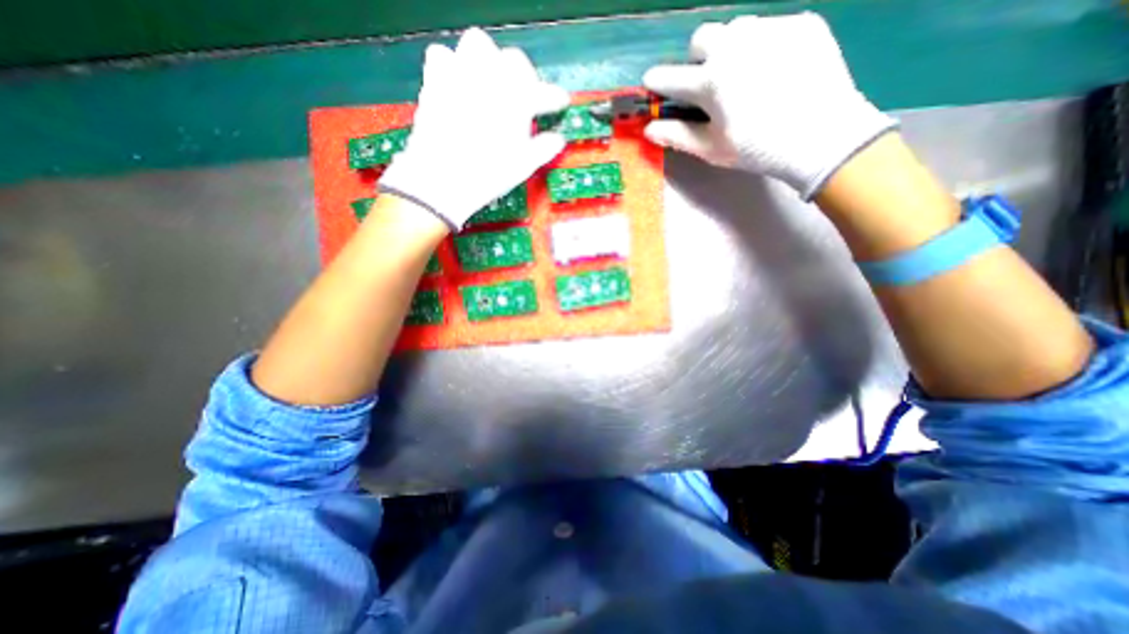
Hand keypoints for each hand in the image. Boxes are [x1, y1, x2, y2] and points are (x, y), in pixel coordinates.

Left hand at [382, 28, 573, 229]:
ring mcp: (460, 75)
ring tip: (491, 84)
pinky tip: (458, 84)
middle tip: (523, 97)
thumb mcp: (522, 166)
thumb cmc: (487, 175)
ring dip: (489, 61)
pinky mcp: (435, 80)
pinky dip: (453, 65)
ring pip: (478, 44)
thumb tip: (558, 140)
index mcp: (516, 101)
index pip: (543, 92)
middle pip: (513, 60)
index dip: (554, 98)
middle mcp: (490, 79)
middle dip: (523, 76)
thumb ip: (543, 148)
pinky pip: (443, 55)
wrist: (442, 180)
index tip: (560, 102)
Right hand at [650, 11, 896, 201]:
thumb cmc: (758, 149)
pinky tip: (776, 72)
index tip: (652, 83)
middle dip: (697, 58)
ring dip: (730, 50)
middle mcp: (735, 46)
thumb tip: (649, 130)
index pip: (670, 77)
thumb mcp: (712, 149)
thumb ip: (678, 136)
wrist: (822, 136)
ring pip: (736, 29)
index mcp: (710, 82)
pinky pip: (770, 28)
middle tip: (709, 82)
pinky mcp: (801, 23)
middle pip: (701, 38)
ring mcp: (770, 30)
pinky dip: (764, 48)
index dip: (657, 81)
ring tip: (745, 76)